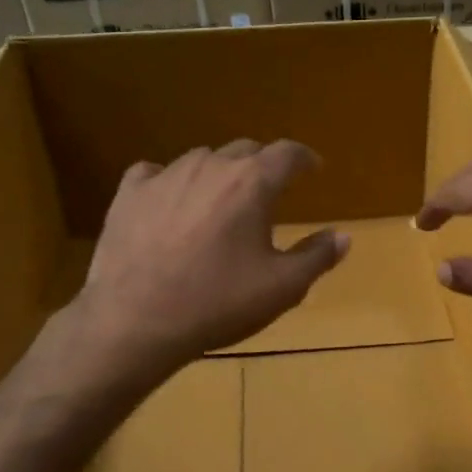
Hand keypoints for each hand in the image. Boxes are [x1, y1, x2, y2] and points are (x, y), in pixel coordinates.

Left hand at [72, 139, 348, 373]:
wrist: (136, 320)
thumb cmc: (218, 303)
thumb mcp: (282, 288)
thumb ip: (317, 257)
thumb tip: (343, 236)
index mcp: (252, 183)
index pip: (288, 153)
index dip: (305, 158)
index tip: (312, 169)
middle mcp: (210, 165)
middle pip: (245, 151)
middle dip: (262, 167)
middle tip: (267, 193)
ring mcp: (165, 175)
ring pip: (201, 160)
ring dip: (218, 174)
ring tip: (220, 202)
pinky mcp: (129, 192)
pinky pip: (156, 174)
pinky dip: (171, 184)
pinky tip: (170, 204)